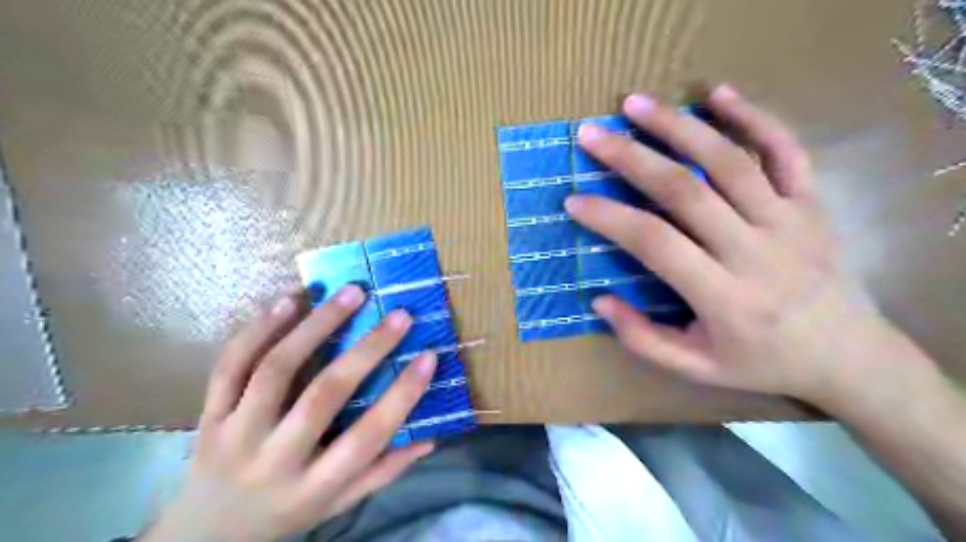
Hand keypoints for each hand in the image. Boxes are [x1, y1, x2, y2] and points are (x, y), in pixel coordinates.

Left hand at [141, 283, 437, 540]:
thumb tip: (430, 440)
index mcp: (314, 486)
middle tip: (399, 315)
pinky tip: (289, 301)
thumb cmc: (286, 513)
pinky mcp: (208, 414)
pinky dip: (259, 328)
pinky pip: (230, 364)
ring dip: (316, 325)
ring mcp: (235, 433)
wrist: (204, 535)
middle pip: (323, 395)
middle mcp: (274, 459)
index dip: (402, 395)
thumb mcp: (338, 504)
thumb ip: (383, 472)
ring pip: (275, 369)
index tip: (429, 356)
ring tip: (349, 293)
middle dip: (367, 350)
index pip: (368, 437)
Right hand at [563, 84, 923, 406]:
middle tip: (593, 135)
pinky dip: (753, 117)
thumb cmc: (762, 363)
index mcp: (723, 296)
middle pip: (685, 191)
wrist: (848, 356)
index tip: (575, 200)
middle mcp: (754, 251)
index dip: (610, 218)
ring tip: (636, 104)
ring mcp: (788, 221)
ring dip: (679, 127)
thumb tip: (600, 301)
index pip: (655, 243)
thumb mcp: (697, 369)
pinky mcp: (811, 204)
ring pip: (729, 161)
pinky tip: (718, 94)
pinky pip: (786, 150)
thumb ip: (644, 340)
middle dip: (632, 158)